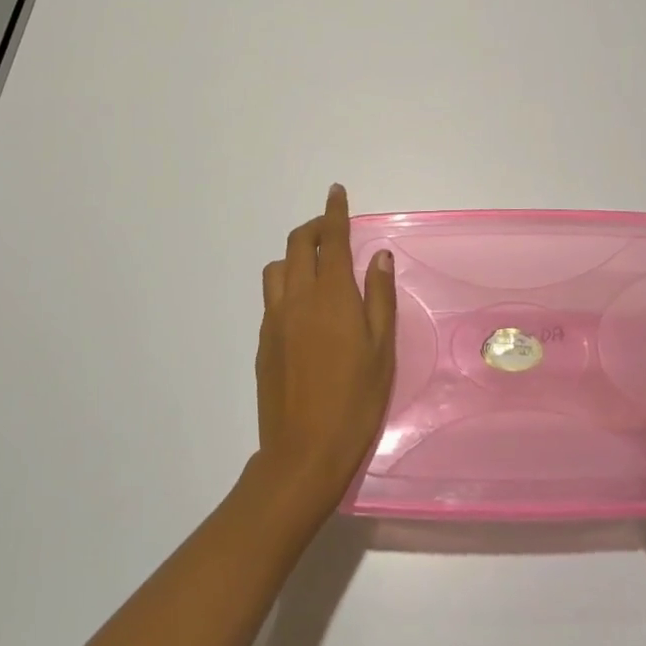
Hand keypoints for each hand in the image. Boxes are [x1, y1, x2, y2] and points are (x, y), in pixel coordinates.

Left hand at [250, 184, 395, 516]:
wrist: (303, 454)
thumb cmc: (355, 401)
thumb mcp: (382, 350)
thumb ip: (380, 297)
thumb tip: (380, 256)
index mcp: (331, 296)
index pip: (331, 240)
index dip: (334, 212)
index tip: (336, 191)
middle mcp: (297, 298)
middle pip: (297, 244)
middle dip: (313, 227)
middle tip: (331, 230)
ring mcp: (275, 320)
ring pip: (277, 269)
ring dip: (295, 256)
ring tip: (316, 270)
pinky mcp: (263, 342)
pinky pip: (272, 297)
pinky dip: (286, 285)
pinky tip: (305, 310)